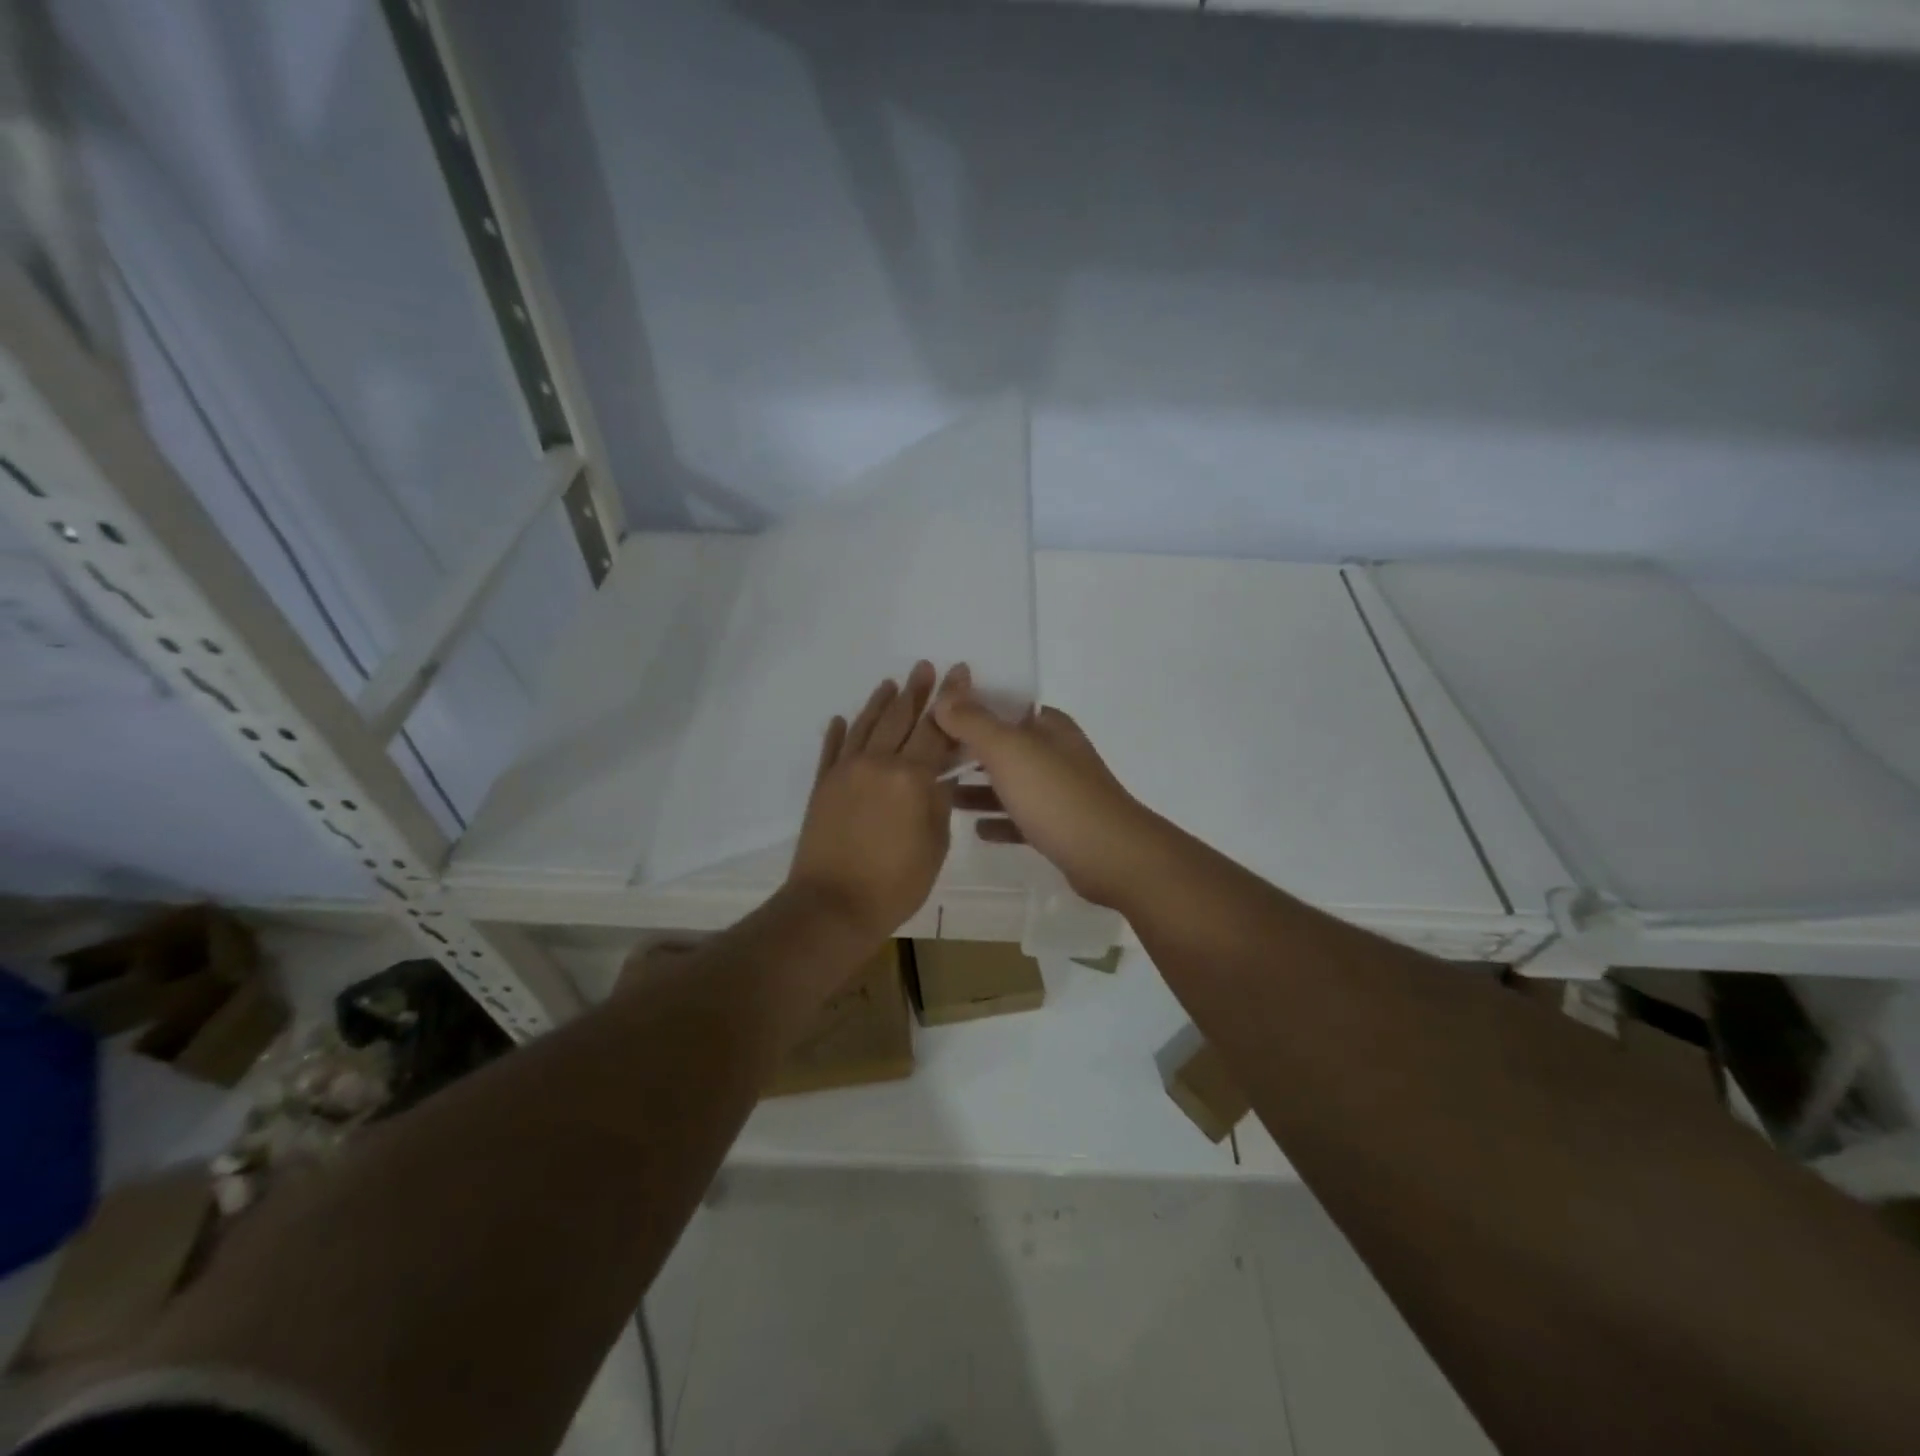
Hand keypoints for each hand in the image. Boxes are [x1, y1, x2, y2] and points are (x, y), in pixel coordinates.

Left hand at [785, 661, 958, 941]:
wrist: (832, 906)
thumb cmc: (894, 883)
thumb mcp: (935, 845)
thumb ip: (938, 803)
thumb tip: (937, 777)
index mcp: (911, 778)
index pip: (937, 730)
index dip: (950, 701)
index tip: (959, 673)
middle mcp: (878, 763)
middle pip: (900, 719)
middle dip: (916, 691)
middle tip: (925, 666)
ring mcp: (845, 772)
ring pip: (865, 726)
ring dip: (880, 703)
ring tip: (891, 683)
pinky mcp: (823, 786)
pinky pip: (832, 750)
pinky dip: (838, 732)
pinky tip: (842, 718)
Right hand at [934, 666, 1166, 909]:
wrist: (1111, 857)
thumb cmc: (1057, 796)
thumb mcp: (1009, 751)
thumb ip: (974, 722)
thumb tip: (944, 695)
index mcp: (1048, 726)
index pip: (1003, 706)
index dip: (968, 709)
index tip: (930, 720)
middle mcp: (1055, 753)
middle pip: (1004, 746)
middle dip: (967, 751)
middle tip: (926, 761)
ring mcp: (1059, 791)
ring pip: (1010, 783)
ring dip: (978, 788)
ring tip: (941, 795)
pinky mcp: (1060, 827)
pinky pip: (1021, 819)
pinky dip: (999, 821)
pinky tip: (976, 830)